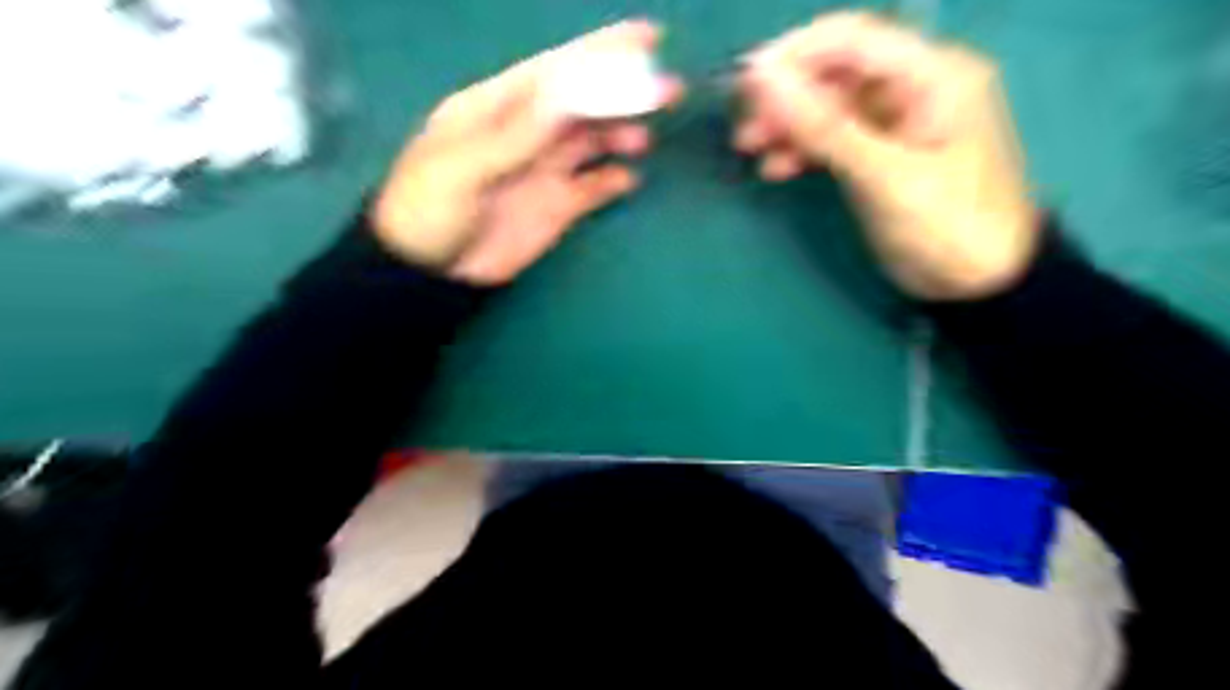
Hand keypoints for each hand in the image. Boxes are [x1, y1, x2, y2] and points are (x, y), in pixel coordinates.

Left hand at [374, 20, 681, 283]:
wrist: (429, 273)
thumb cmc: (429, 210)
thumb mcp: (462, 167)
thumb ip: (515, 134)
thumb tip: (565, 96)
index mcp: (498, 108)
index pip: (555, 71)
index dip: (600, 51)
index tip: (646, 39)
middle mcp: (527, 133)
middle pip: (583, 103)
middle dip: (624, 90)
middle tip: (668, 90)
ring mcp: (544, 170)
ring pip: (594, 142)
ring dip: (621, 133)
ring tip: (642, 140)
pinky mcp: (557, 207)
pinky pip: (594, 188)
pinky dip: (614, 181)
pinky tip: (629, 179)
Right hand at [740, 10, 1035, 301]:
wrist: (978, 281)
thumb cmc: (945, 225)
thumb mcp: (883, 176)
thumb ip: (824, 127)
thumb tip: (764, 81)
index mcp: (932, 75)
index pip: (853, 39)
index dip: (795, 54)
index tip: (746, 80)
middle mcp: (913, 87)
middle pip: (836, 73)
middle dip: (787, 96)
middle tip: (744, 127)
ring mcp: (895, 122)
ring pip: (829, 107)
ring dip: (788, 125)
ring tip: (751, 149)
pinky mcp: (880, 153)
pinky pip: (833, 138)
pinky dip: (803, 149)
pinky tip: (777, 169)